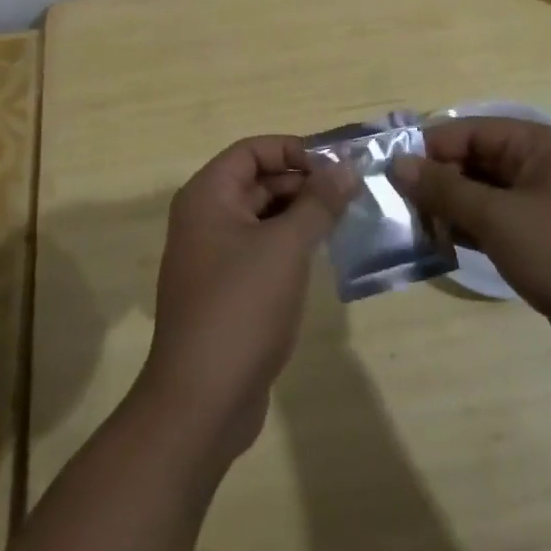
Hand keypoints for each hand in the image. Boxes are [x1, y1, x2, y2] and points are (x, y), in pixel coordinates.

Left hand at [138, 136, 356, 457]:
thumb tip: (345, 167)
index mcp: (207, 196)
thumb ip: (317, 203)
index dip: (293, 150)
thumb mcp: (286, 247)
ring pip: (260, 217)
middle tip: (349, 195)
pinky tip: (319, 257)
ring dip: (298, 215)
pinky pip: (258, 250)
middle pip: (256, 181)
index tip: (335, 167)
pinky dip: (287, 245)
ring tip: (343, 221)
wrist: (201, 401)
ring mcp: (211, 256)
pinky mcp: (224, 290)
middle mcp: (203, 218)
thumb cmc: (242, 307)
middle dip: (302, 183)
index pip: (252, 150)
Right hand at [391, 117, 550, 384]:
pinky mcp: (539, 238)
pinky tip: (437, 243)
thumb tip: (398, 164)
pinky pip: (492, 221)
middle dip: (436, 179)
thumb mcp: (499, 218)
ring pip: (480, 192)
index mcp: (536, 145)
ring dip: (447, 206)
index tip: (390, 171)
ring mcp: (540, 204)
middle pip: (473, 159)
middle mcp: (538, 166)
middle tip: (395, 203)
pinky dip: (466, 228)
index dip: (429, 148)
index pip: (468, 131)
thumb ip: (445, 189)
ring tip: (409, 225)